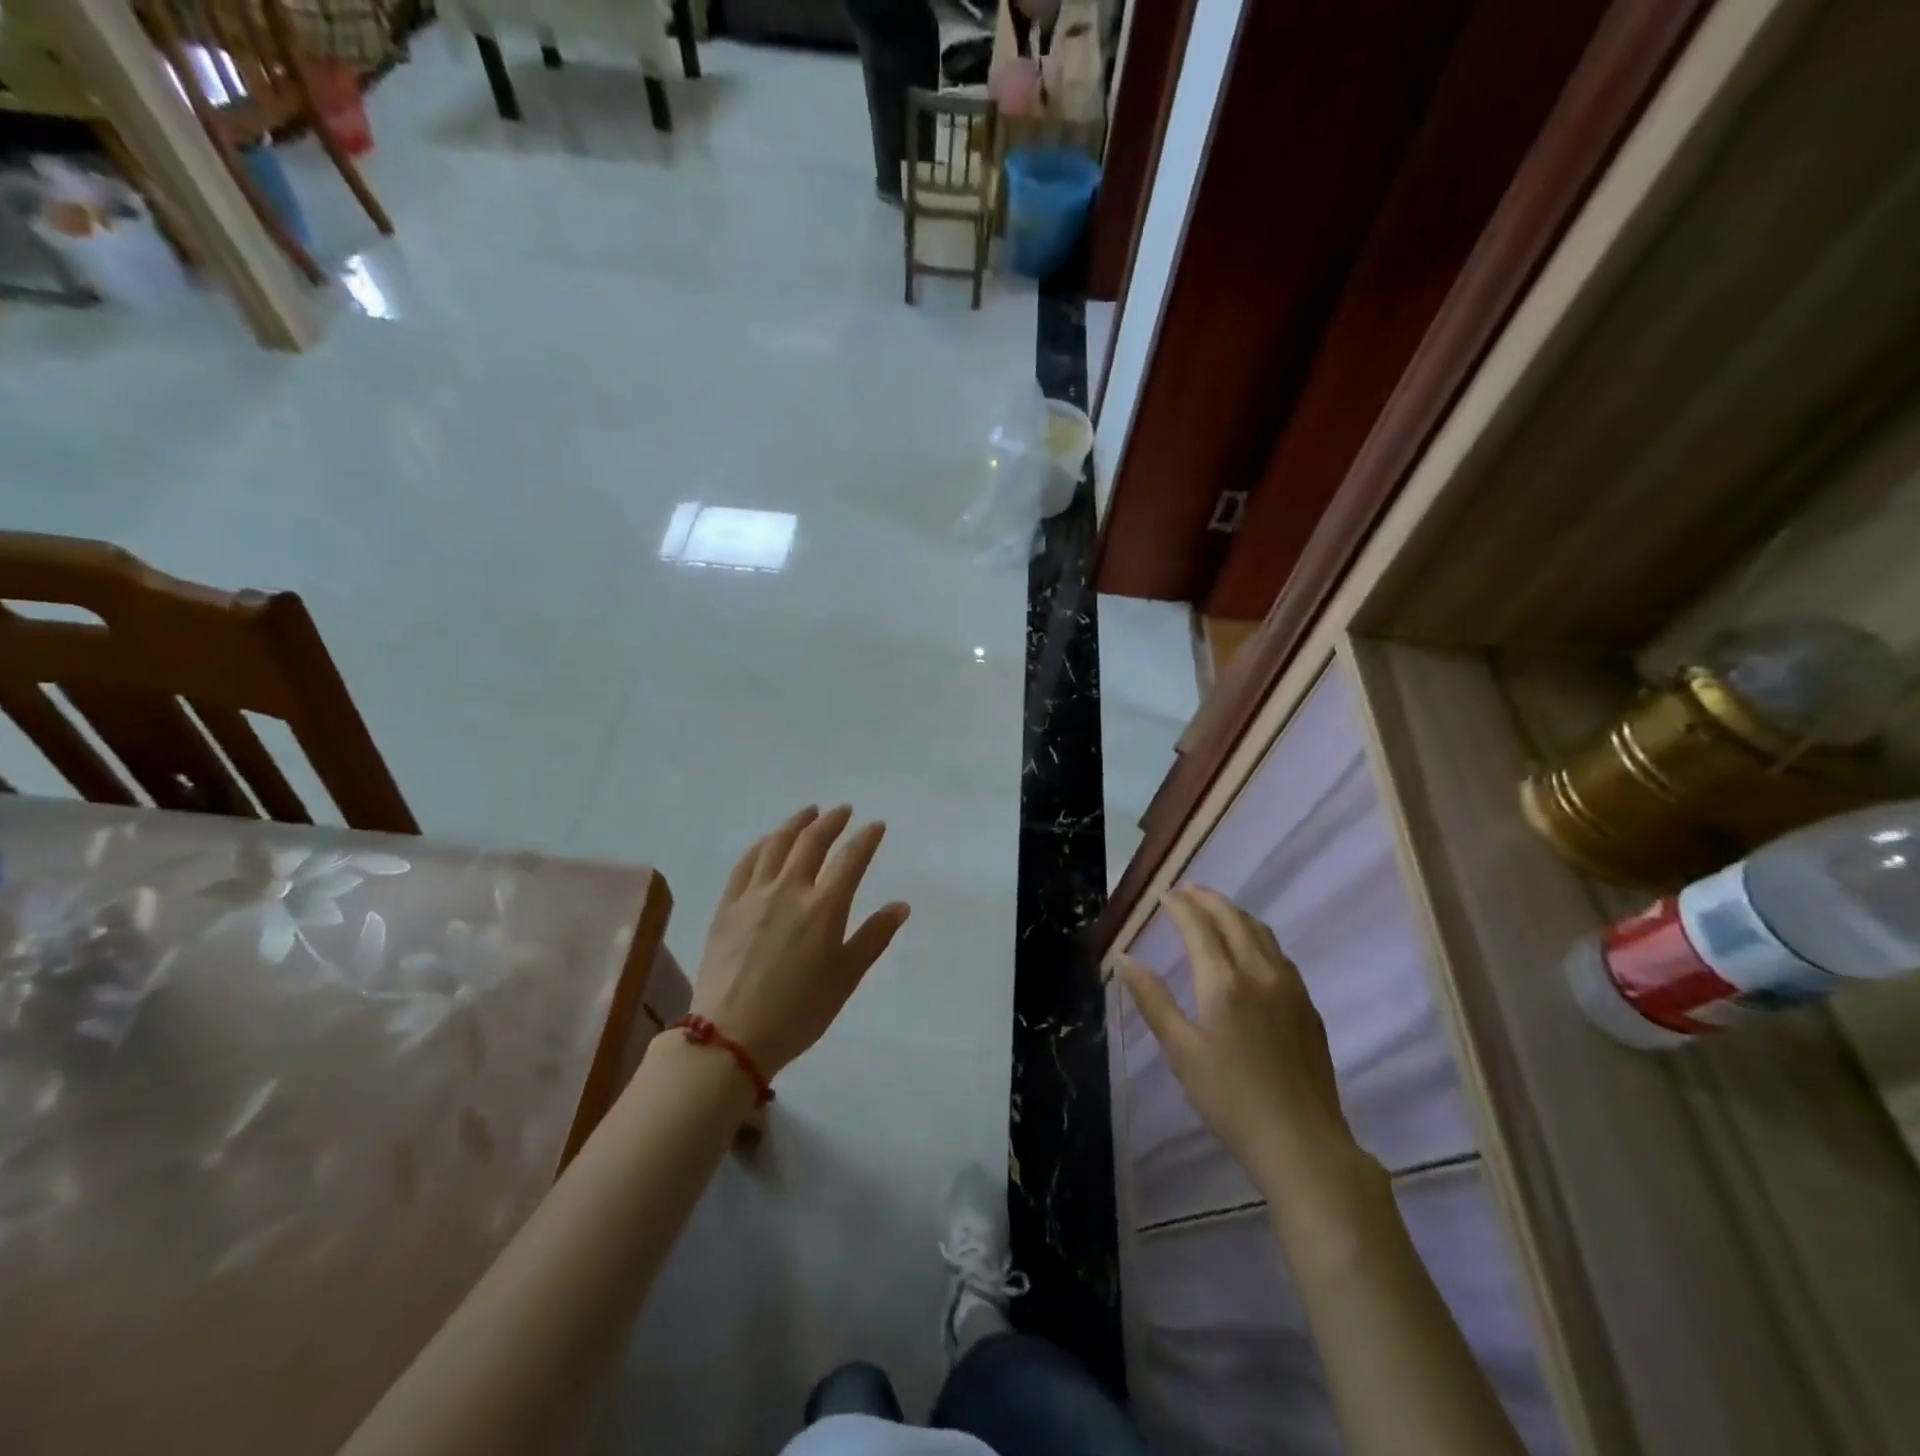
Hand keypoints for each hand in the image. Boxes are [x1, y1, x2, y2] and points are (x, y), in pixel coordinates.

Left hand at [690, 806, 910, 1077]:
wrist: (730, 1036)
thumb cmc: (798, 1012)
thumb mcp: (846, 978)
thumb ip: (873, 937)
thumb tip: (900, 905)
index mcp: (824, 908)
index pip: (851, 859)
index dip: (866, 838)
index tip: (876, 825)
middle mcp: (789, 890)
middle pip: (812, 842)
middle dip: (831, 821)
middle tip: (843, 810)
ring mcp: (754, 895)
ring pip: (776, 845)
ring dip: (796, 823)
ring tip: (809, 812)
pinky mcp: (727, 906)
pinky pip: (746, 863)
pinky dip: (762, 844)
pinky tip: (768, 841)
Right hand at [1119, 886, 1363, 1196]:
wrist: (1303, 1143)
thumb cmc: (1230, 1099)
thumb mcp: (1181, 1052)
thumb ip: (1153, 1000)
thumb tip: (1125, 959)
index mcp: (1224, 981)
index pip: (1198, 926)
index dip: (1179, 905)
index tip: (1164, 893)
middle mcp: (1259, 972)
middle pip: (1233, 918)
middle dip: (1207, 898)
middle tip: (1186, 890)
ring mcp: (1290, 986)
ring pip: (1260, 932)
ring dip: (1234, 912)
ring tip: (1214, 909)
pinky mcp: (1308, 1005)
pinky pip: (1278, 952)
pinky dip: (1256, 935)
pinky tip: (1249, 947)